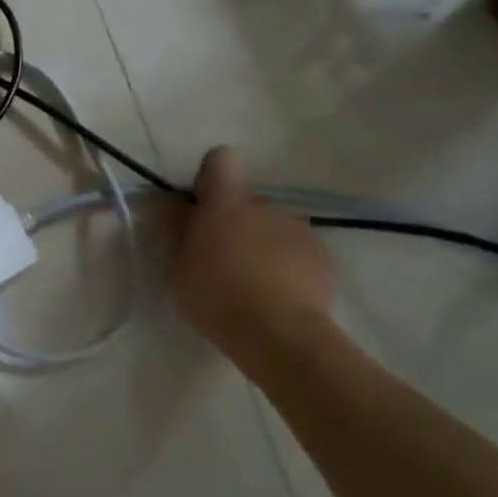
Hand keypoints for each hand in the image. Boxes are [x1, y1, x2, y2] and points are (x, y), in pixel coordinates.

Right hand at [172, 147, 337, 362]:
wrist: (281, 336)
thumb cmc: (217, 298)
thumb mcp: (178, 268)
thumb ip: (175, 230)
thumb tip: (174, 204)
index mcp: (226, 204)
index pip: (221, 160)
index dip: (211, 176)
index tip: (203, 205)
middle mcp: (265, 206)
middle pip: (247, 201)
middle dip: (236, 221)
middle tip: (223, 259)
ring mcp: (299, 229)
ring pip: (274, 226)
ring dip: (263, 243)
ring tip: (255, 284)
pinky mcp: (323, 257)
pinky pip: (298, 250)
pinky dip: (288, 265)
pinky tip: (280, 297)